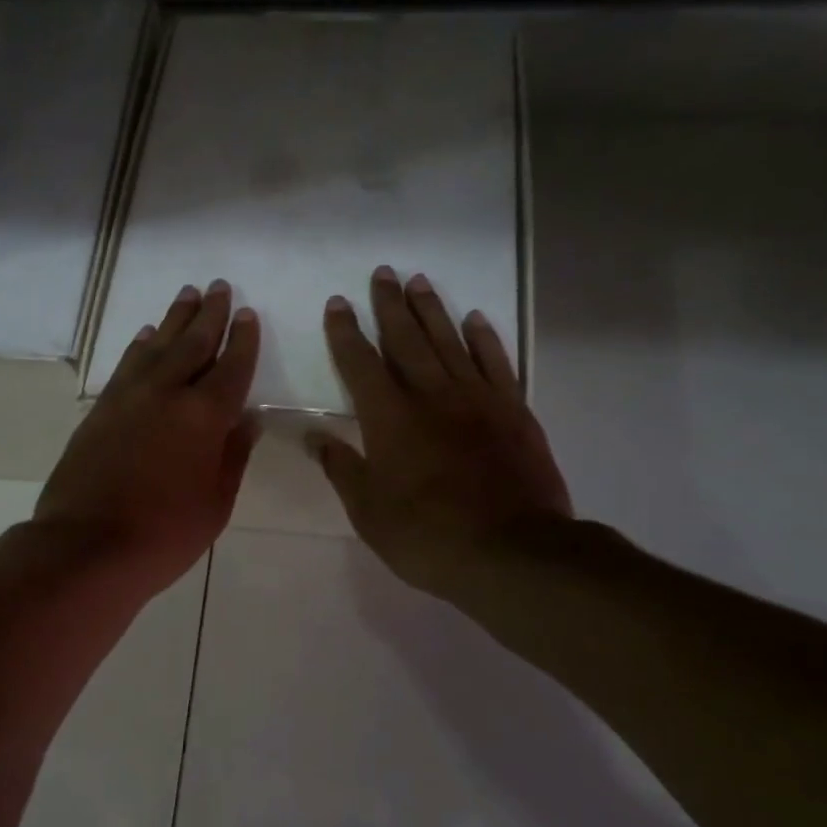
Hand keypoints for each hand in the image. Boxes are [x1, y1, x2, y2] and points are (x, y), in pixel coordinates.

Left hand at [34, 280, 259, 595]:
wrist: (86, 548)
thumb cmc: (164, 536)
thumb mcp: (215, 505)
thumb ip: (233, 457)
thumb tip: (248, 420)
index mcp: (205, 417)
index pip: (231, 367)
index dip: (242, 340)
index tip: (247, 315)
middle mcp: (167, 393)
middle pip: (193, 343)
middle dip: (210, 314)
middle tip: (220, 286)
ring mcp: (129, 397)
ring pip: (157, 345)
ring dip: (175, 318)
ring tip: (187, 294)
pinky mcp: (100, 409)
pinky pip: (127, 365)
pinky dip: (140, 345)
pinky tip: (146, 336)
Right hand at [308, 265, 573, 600]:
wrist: (511, 552)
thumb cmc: (427, 537)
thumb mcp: (368, 512)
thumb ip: (342, 469)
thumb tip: (313, 436)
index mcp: (390, 419)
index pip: (361, 364)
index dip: (347, 333)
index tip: (338, 304)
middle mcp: (432, 396)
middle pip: (407, 339)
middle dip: (390, 306)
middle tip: (382, 274)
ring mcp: (477, 399)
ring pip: (450, 341)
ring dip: (432, 310)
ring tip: (419, 281)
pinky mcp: (513, 411)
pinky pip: (496, 362)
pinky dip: (484, 337)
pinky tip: (474, 319)